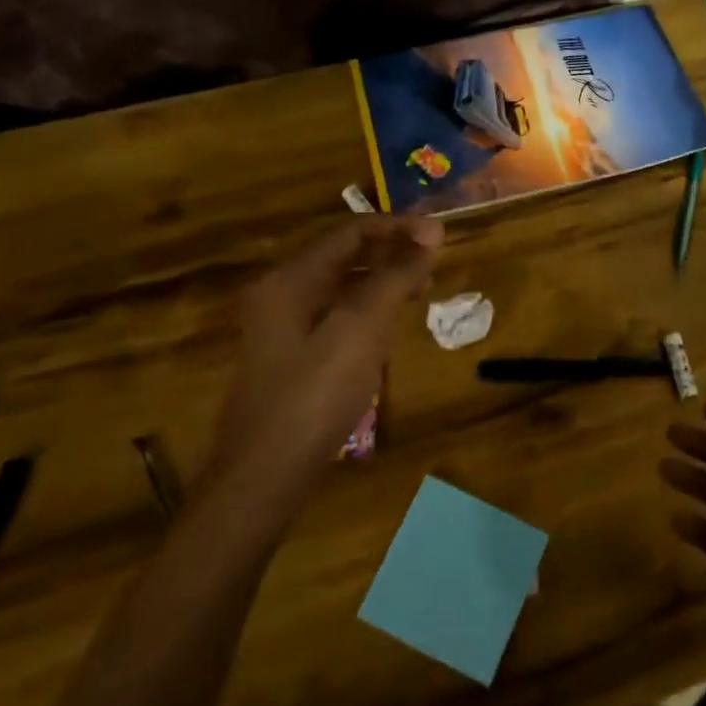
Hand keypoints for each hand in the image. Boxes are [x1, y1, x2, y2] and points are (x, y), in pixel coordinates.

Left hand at [211, 214, 441, 500]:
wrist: (264, 478)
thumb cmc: (314, 396)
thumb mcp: (361, 330)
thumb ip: (395, 277)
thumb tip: (431, 231)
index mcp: (290, 279)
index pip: (350, 232)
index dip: (398, 228)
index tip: (441, 235)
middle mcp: (281, 295)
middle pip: (344, 257)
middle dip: (391, 254)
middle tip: (435, 264)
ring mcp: (282, 329)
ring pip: (341, 289)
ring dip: (382, 283)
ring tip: (421, 292)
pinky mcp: (292, 359)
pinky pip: (336, 318)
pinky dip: (367, 313)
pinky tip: (389, 331)